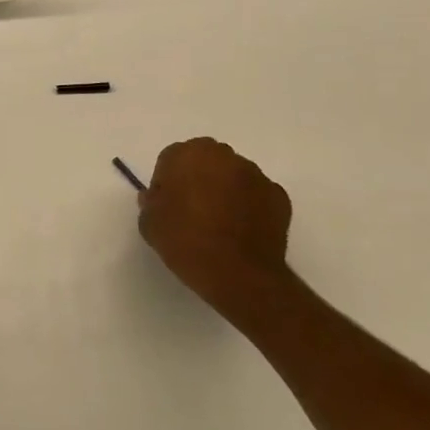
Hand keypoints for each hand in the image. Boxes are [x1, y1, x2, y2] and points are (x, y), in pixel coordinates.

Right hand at [138, 138, 291, 325]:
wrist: (240, 275)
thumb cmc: (187, 242)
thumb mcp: (150, 225)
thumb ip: (150, 203)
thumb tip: (156, 197)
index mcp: (188, 154)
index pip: (171, 159)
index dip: (167, 183)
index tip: (167, 206)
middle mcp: (224, 155)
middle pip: (205, 161)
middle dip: (198, 179)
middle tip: (192, 211)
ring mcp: (255, 174)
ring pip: (233, 175)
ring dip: (225, 190)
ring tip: (220, 224)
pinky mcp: (279, 196)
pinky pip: (256, 195)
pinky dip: (249, 206)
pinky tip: (242, 231)